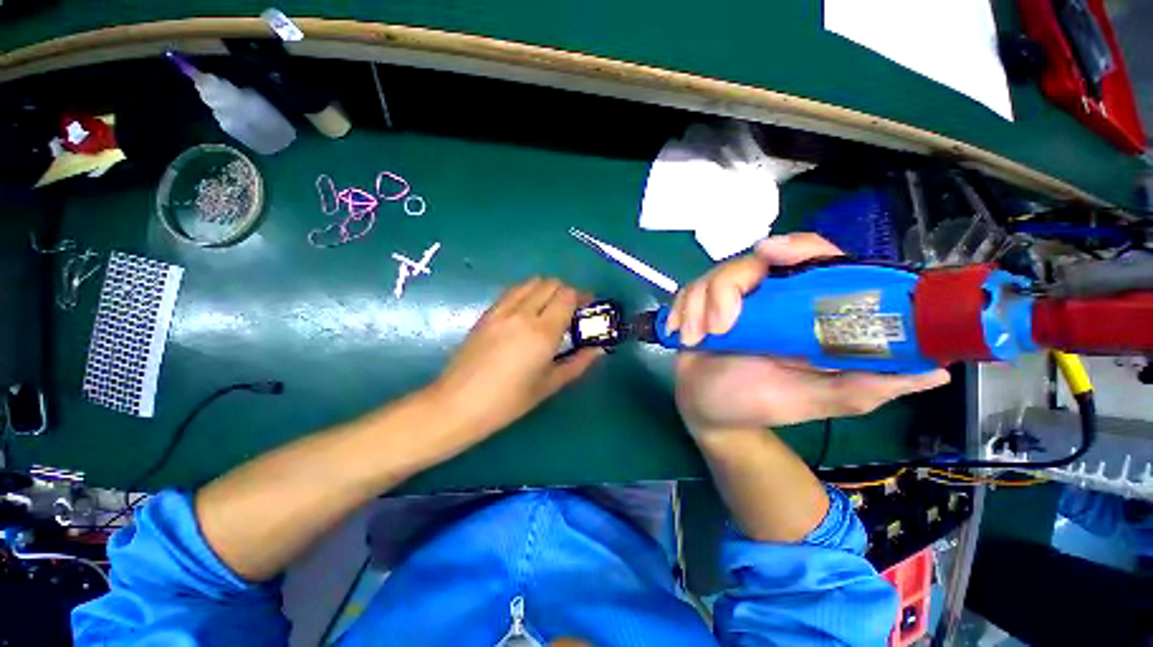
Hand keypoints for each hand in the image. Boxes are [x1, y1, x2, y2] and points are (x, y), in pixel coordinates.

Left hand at [430, 277, 602, 436]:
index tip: (587, 308)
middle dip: (566, 292)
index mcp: (543, 332)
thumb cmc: (508, 401)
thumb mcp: (549, 385)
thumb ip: (578, 363)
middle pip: (551, 283)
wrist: (458, 404)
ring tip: (550, 309)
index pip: (568, 295)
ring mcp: (502, 310)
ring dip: (546, 289)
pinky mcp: (487, 313)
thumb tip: (598, 349)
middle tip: (571, 310)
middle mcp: (523, 313)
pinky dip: (527, 293)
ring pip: (531, 282)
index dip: (582, 297)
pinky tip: (527, 312)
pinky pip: (513, 291)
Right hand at [667, 233, 950, 435]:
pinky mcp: (699, 305)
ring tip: (696, 340)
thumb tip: (934, 372)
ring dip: (698, 307)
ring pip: (712, 277)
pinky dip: (680, 311)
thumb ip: (865, 386)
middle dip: (725, 290)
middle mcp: (768, 296)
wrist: (710, 410)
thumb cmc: (760, 404)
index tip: (770, 252)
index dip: (797, 247)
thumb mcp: (815, 400)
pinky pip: (687, 292)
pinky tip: (680, 333)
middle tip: (719, 327)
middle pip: (749, 262)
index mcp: (802, 310)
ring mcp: (729, 299)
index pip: (813, 258)